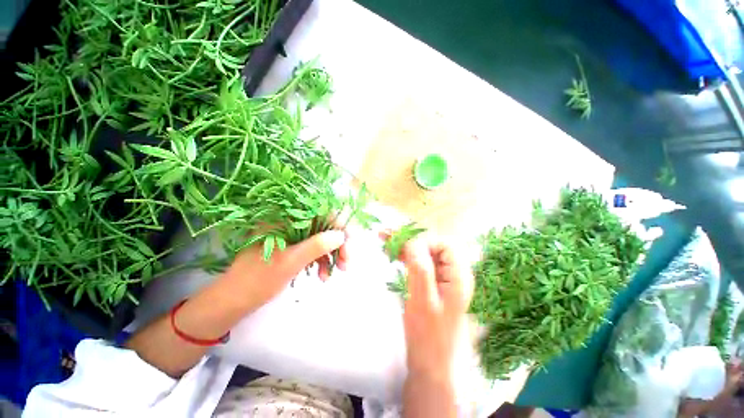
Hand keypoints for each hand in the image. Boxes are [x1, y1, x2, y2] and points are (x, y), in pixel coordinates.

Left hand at [220, 229, 348, 311]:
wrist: (234, 301)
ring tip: (333, 273)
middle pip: (322, 226)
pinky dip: (320, 261)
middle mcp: (289, 222)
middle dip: (336, 244)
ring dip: (330, 255)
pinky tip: (322, 275)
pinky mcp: (292, 247)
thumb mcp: (291, 261)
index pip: (319, 212)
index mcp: (284, 218)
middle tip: (345, 263)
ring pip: (319, 238)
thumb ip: (317, 245)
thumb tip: (341, 235)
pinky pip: (312, 249)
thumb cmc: (258, 279)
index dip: (337, 226)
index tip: (348, 243)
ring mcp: (291, 235)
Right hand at [397, 236, 473, 379]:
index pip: (445, 245)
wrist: (430, 362)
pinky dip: (406, 256)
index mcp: (459, 276)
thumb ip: (420, 268)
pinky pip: (420, 263)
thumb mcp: (423, 301)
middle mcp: (453, 273)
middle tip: (386, 236)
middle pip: (432, 246)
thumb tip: (413, 241)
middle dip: (410, 240)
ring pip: (424, 253)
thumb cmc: (429, 335)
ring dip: (405, 246)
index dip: (424, 241)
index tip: (403, 247)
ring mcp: (442, 278)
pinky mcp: (432, 283)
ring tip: (385, 241)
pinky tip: (393, 254)